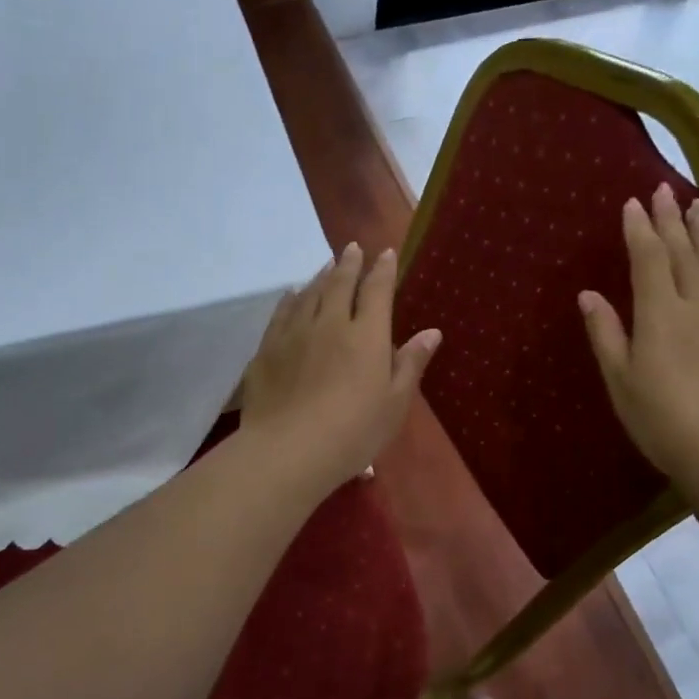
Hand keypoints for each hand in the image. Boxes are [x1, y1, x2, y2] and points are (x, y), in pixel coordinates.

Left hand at [240, 241, 441, 493]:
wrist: (289, 450)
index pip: (377, 291)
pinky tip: (292, 294)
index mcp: (367, 336)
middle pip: (340, 283)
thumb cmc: (353, 433)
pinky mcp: (268, 349)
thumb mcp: (394, 404)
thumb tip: (431, 332)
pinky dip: (291, 298)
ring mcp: (295, 333)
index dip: (383, 270)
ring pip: (310, 293)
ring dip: (321, 276)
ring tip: (327, 265)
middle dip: (349, 263)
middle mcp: (331, 323)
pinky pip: (281, 313)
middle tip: (352, 248)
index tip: (386, 253)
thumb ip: (410, 363)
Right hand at [578, 183, 698, 485]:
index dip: (640, 229)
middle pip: (684, 252)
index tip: (634, 203)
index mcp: (660, 314)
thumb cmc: (662, 421)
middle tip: (665, 190)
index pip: (649, 258)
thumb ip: (606, 333)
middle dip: (672, 219)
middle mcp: (698, 303)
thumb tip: (589, 294)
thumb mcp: (621, 381)